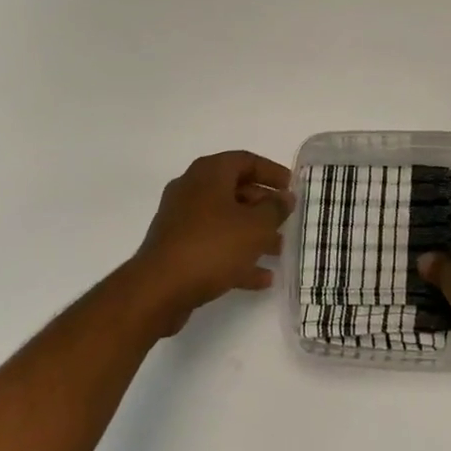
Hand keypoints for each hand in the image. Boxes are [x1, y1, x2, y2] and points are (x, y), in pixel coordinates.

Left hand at [129, 151, 293, 335]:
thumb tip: (285, 197)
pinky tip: (260, 278)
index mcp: (209, 173)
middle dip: (264, 207)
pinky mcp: (176, 248)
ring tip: (278, 251)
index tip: (291, 188)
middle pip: (236, 190)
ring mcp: (182, 220)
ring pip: (225, 220)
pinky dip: (236, 256)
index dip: (272, 172)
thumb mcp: (255, 226)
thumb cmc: (212, 246)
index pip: (246, 161)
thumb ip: (274, 209)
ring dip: (253, 234)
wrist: (158, 289)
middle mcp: (193, 189)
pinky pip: (213, 245)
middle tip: (286, 221)